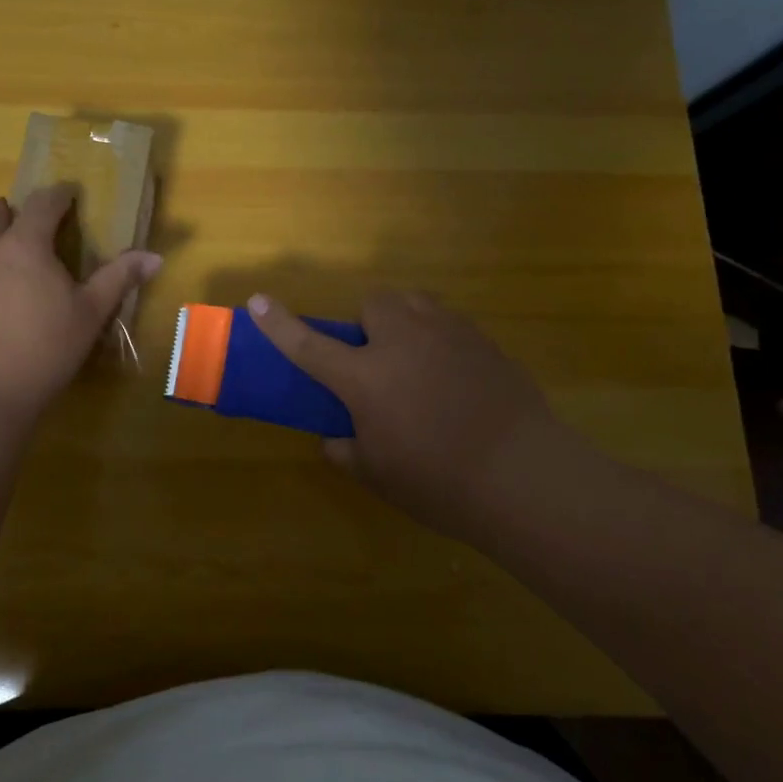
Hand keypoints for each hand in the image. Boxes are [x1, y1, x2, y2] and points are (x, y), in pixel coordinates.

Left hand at [0, 187, 162, 421]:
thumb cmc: (44, 351)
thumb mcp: (90, 315)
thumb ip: (119, 278)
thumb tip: (155, 256)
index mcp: (23, 244)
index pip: (44, 202)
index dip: (60, 195)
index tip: (69, 196)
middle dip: (15, 217)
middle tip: (32, 241)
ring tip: (2, 281)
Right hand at [247, 290, 576, 543]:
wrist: (525, 476)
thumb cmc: (439, 481)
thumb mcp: (378, 476)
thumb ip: (346, 450)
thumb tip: (336, 438)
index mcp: (365, 376)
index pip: (308, 344)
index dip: (278, 323)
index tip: (257, 300)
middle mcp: (402, 341)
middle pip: (373, 303)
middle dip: (368, 323)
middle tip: (378, 361)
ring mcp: (447, 334)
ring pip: (414, 304)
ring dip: (404, 323)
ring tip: (417, 361)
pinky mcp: (482, 340)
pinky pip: (448, 324)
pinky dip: (440, 340)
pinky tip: (456, 378)